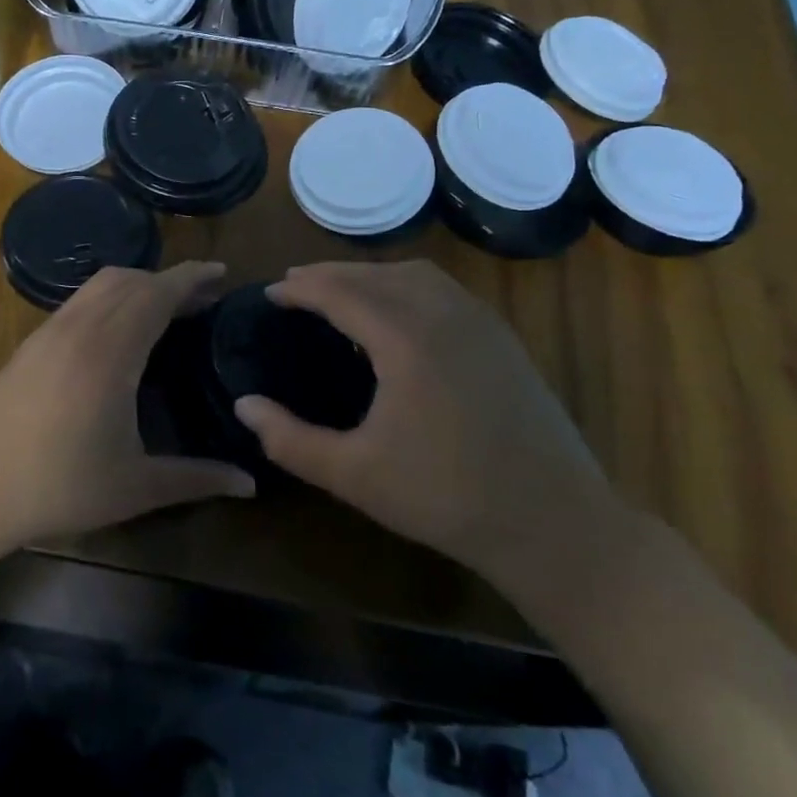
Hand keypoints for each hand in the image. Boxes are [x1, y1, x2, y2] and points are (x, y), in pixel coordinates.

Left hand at [0, 262, 253, 553]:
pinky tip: (118, 333)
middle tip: (203, 299)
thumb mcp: (135, 488)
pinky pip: (79, 302)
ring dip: (136, 286)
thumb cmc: (57, 488)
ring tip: (165, 310)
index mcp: (110, 352)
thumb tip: (250, 484)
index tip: (221, 273)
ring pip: (99, 286)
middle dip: (169, 280)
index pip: (157, 293)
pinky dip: (109, 299)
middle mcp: (78, 329)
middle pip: (130, 280)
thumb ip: (197, 479)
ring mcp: (48, 333)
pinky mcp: (29, 344)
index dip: (192, 278)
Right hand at [232, 260, 617, 575]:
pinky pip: (445, 289)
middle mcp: (444, 315)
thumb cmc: (445, 498)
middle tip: (295, 285)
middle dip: (330, 273)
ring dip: (371, 274)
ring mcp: (481, 323)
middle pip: (376, 274)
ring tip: (341, 291)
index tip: (270, 293)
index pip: (341, 293)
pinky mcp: (503, 339)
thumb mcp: (353, 475)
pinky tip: (399, 312)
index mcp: (406, 340)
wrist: (553, 523)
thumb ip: (289, 440)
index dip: (300, 288)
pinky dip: (407, 284)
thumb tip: (243, 405)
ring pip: (416, 274)